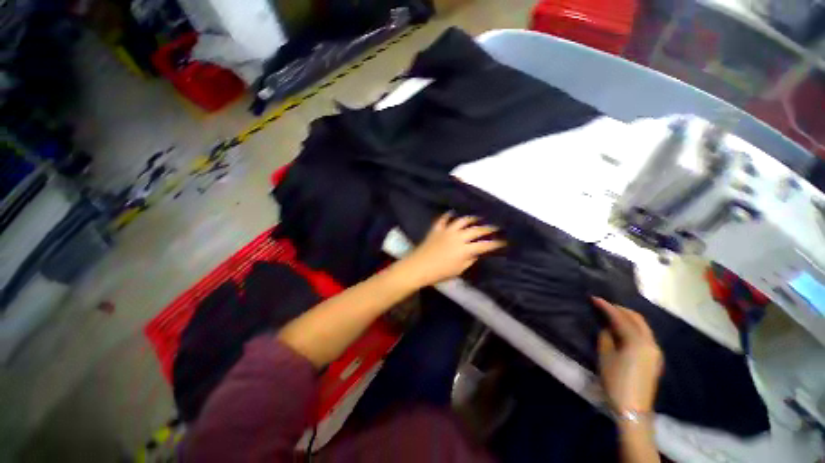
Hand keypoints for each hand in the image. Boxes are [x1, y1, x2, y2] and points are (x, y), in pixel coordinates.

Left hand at [399, 213, 504, 287]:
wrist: (419, 267)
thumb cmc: (439, 273)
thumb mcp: (459, 270)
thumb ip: (470, 260)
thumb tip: (476, 252)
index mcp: (465, 249)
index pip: (485, 245)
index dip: (496, 243)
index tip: (503, 242)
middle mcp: (458, 237)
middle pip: (476, 230)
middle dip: (488, 228)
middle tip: (495, 227)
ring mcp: (447, 231)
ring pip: (462, 221)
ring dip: (471, 219)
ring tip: (477, 218)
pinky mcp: (437, 229)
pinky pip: (443, 219)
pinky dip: (448, 215)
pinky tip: (452, 212)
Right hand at [593, 297, 663, 415]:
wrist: (633, 408)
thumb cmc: (616, 380)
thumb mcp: (605, 357)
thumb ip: (606, 338)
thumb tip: (608, 328)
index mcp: (637, 342)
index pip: (620, 318)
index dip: (607, 307)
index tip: (594, 299)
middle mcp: (650, 343)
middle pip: (637, 319)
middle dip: (621, 310)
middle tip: (605, 305)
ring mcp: (655, 351)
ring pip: (643, 327)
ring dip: (628, 318)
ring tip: (613, 315)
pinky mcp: (654, 359)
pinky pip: (645, 336)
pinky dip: (634, 328)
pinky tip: (624, 331)